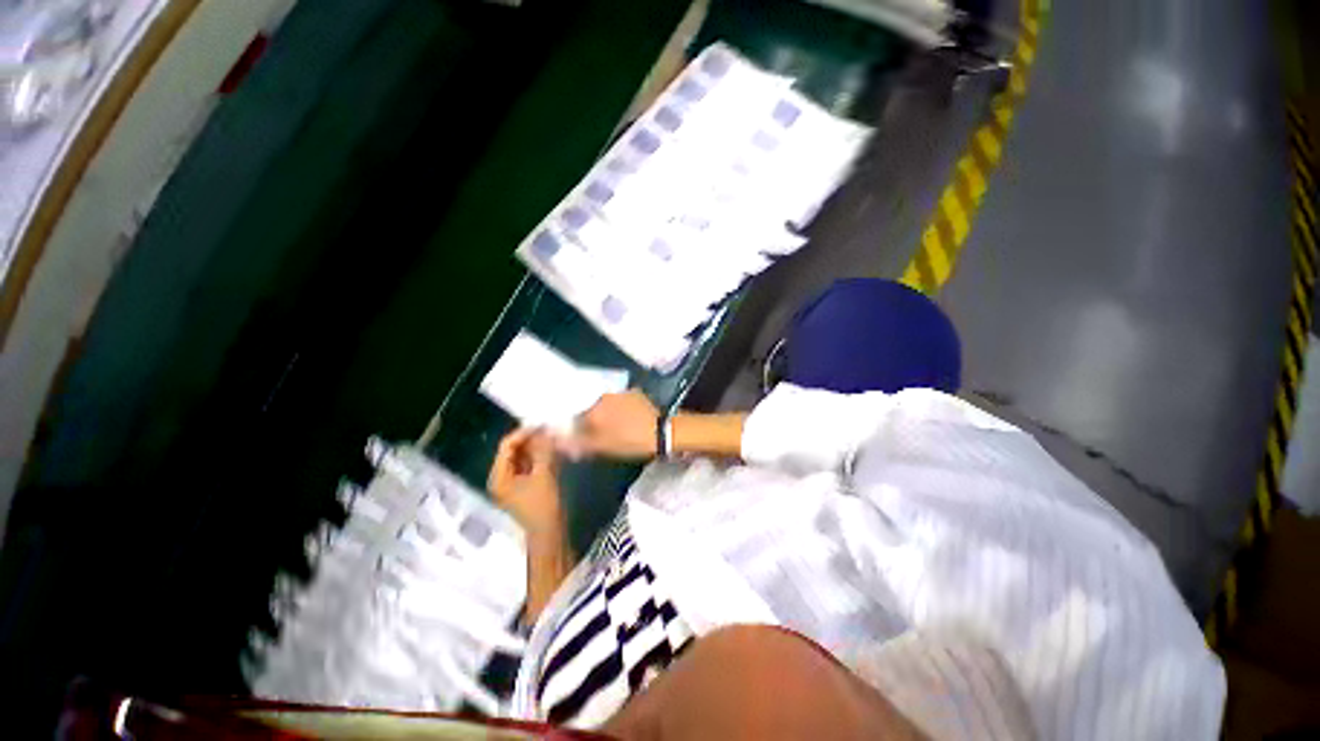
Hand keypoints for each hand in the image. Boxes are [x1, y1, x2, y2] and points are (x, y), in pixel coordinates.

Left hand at [487, 428, 563, 536]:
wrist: (549, 532)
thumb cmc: (543, 505)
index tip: (542, 425)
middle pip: (513, 450)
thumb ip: (544, 450)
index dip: (523, 433)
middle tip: (549, 430)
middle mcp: (501, 478)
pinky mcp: (523, 486)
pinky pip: (528, 464)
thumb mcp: (544, 474)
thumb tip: (546, 430)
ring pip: (522, 457)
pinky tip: (552, 450)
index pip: (506, 446)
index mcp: (498, 476)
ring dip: (536, 447)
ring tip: (552, 438)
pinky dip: (538, 456)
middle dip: (531, 439)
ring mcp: (511, 482)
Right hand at [564, 390, 660, 459]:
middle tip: (596, 431)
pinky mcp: (634, 392)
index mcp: (593, 409)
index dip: (574, 426)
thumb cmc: (630, 442)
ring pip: (605, 401)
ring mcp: (620, 392)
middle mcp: (603, 396)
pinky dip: (618, 406)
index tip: (579, 434)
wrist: (662, 432)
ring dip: (605, 410)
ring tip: (612, 423)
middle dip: (589, 417)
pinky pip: (619, 399)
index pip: (574, 415)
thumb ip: (578, 444)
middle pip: (589, 406)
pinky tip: (625, 416)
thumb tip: (558, 442)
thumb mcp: (602, 447)